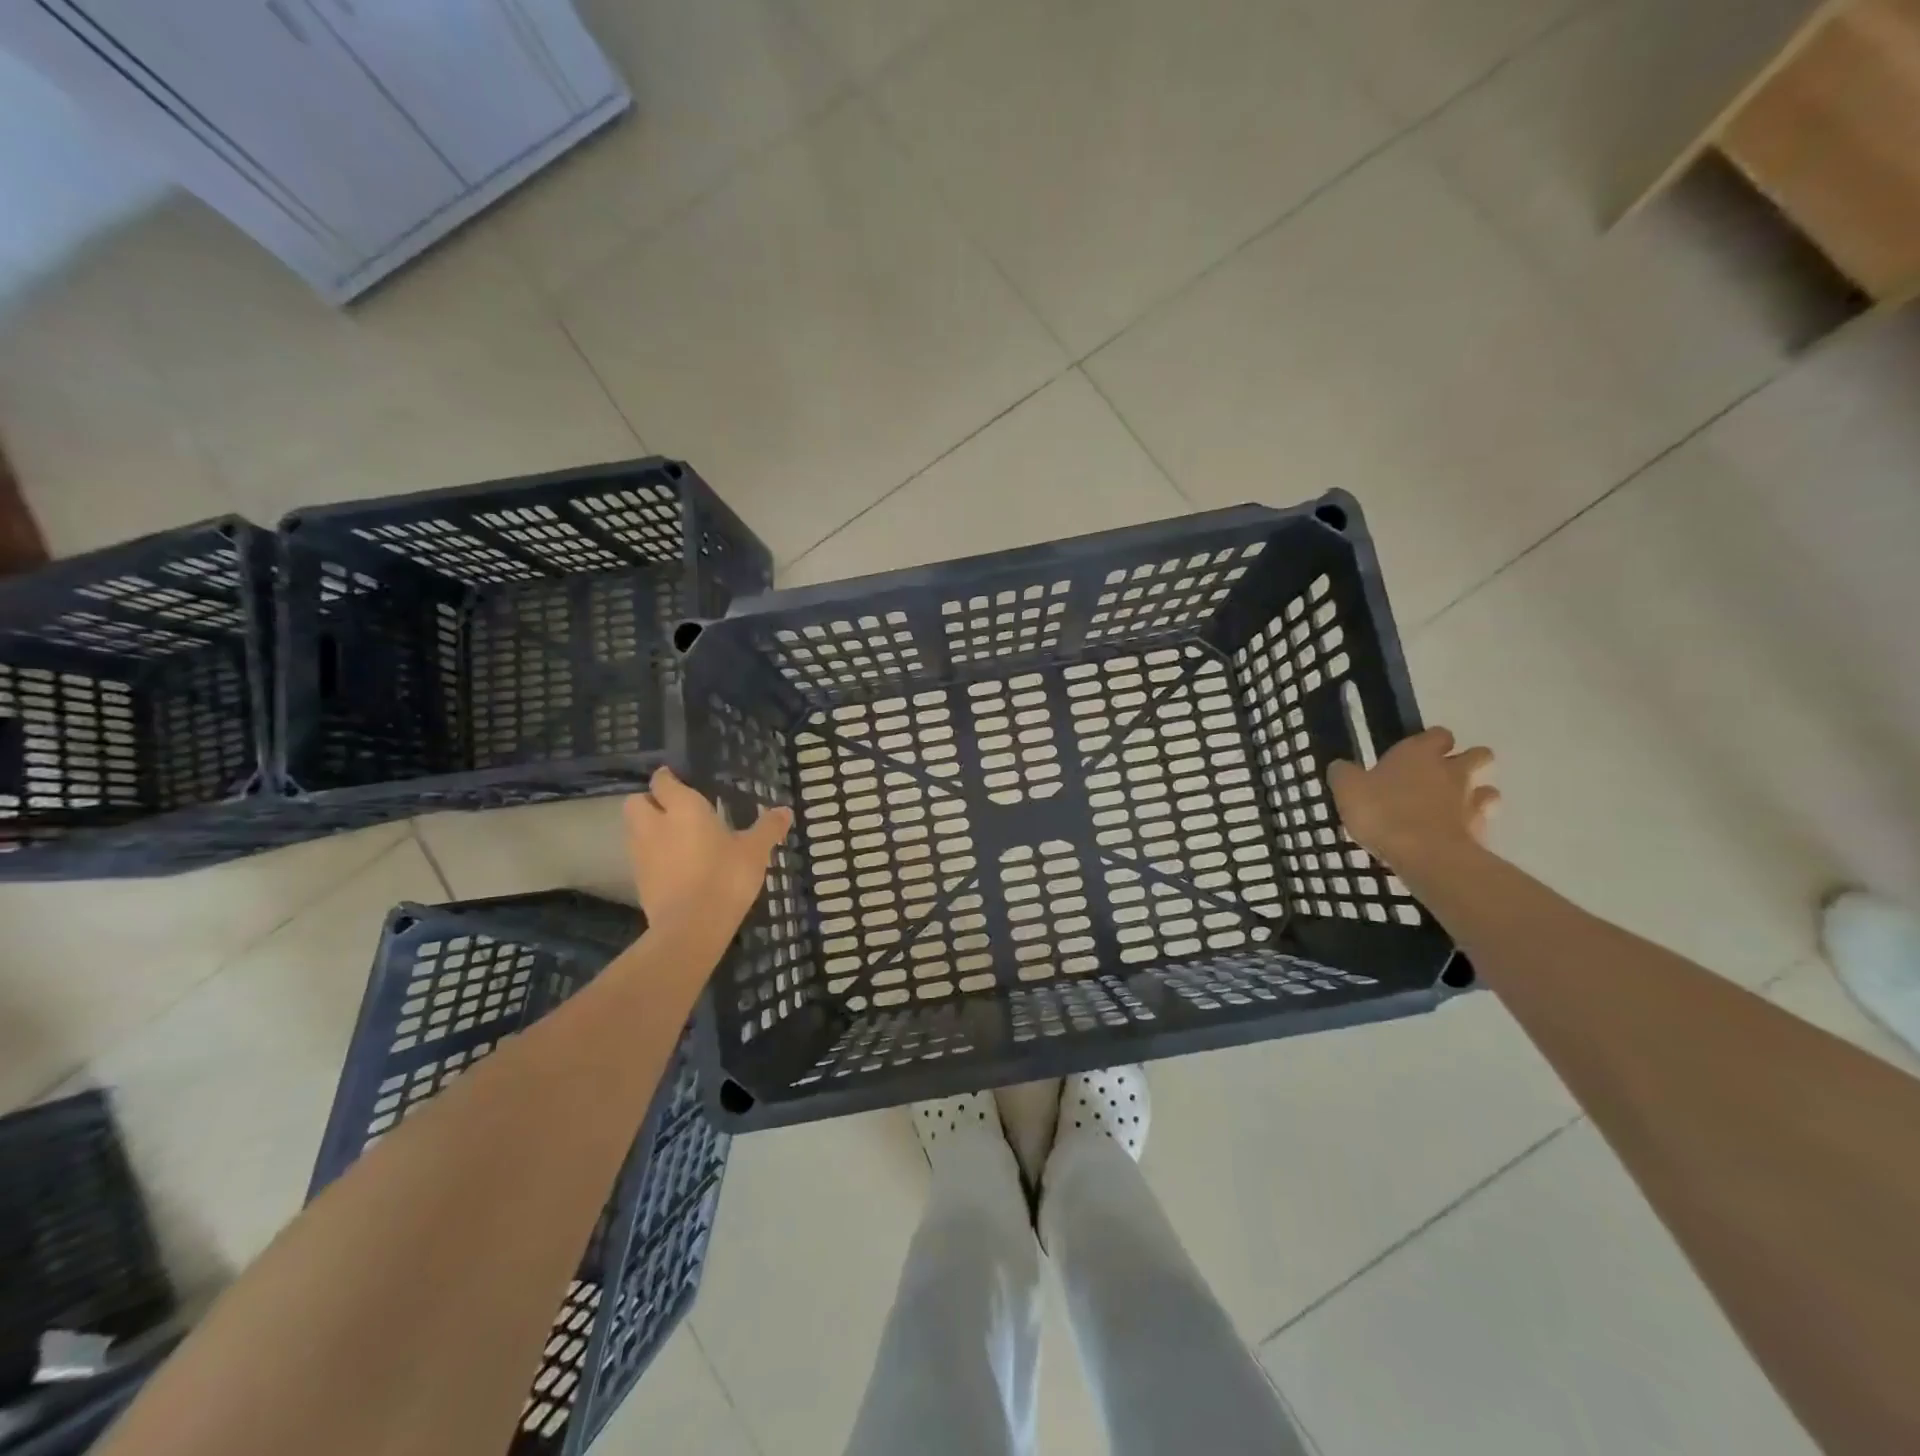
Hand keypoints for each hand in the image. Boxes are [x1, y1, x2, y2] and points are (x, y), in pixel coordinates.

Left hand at [624, 767, 793, 935]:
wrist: (691, 927)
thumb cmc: (725, 877)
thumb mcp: (755, 851)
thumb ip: (767, 828)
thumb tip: (785, 811)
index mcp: (683, 808)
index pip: (663, 781)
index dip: (668, 778)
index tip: (679, 780)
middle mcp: (655, 824)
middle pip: (636, 801)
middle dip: (648, 801)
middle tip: (672, 809)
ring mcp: (641, 853)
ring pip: (634, 830)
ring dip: (648, 829)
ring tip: (674, 838)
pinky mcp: (638, 880)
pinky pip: (640, 857)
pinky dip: (652, 856)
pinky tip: (674, 866)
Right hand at [1327, 727, 1498, 871]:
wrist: (1425, 854)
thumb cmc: (1382, 812)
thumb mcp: (1347, 789)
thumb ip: (1344, 774)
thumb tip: (1341, 766)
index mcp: (1419, 753)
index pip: (1438, 734)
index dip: (1431, 742)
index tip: (1418, 754)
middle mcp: (1452, 770)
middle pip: (1478, 755)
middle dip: (1468, 762)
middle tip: (1443, 778)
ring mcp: (1471, 800)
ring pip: (1488, 788)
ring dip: (1476, 794)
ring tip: (1453, 808)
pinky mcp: (1481, 830)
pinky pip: (1483, 821)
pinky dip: (1473, 824)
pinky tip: (1454, 834)